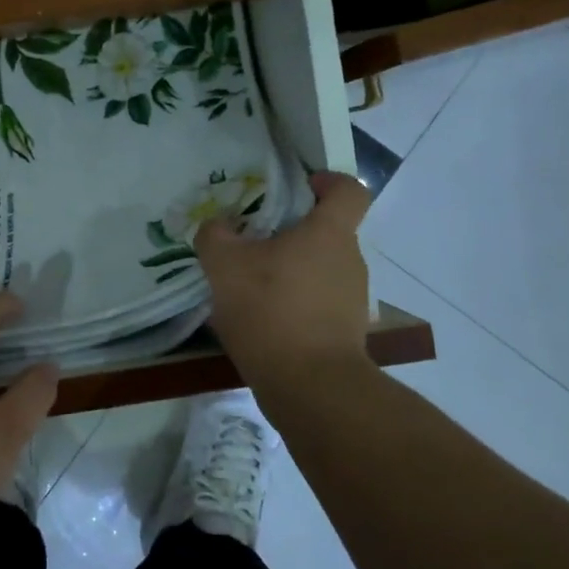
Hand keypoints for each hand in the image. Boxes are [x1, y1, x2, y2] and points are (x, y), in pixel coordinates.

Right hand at [195, 171, 373, 391]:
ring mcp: (353, 299)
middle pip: (328, 232)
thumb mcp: (225, 266)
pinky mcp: (347, 333)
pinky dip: (296, 304)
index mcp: (329, 233)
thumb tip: (216, 225)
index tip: (302, 186)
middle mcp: (350, 260)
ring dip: (292, 272)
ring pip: (321, 270)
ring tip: (252, 288)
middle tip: (254, 244)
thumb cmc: (271, 311)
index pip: (348, 190)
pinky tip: (264, 321)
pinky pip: (319, 303)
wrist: (311, 387)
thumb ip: (215, 236)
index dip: (328, 181)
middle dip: (293, 233)